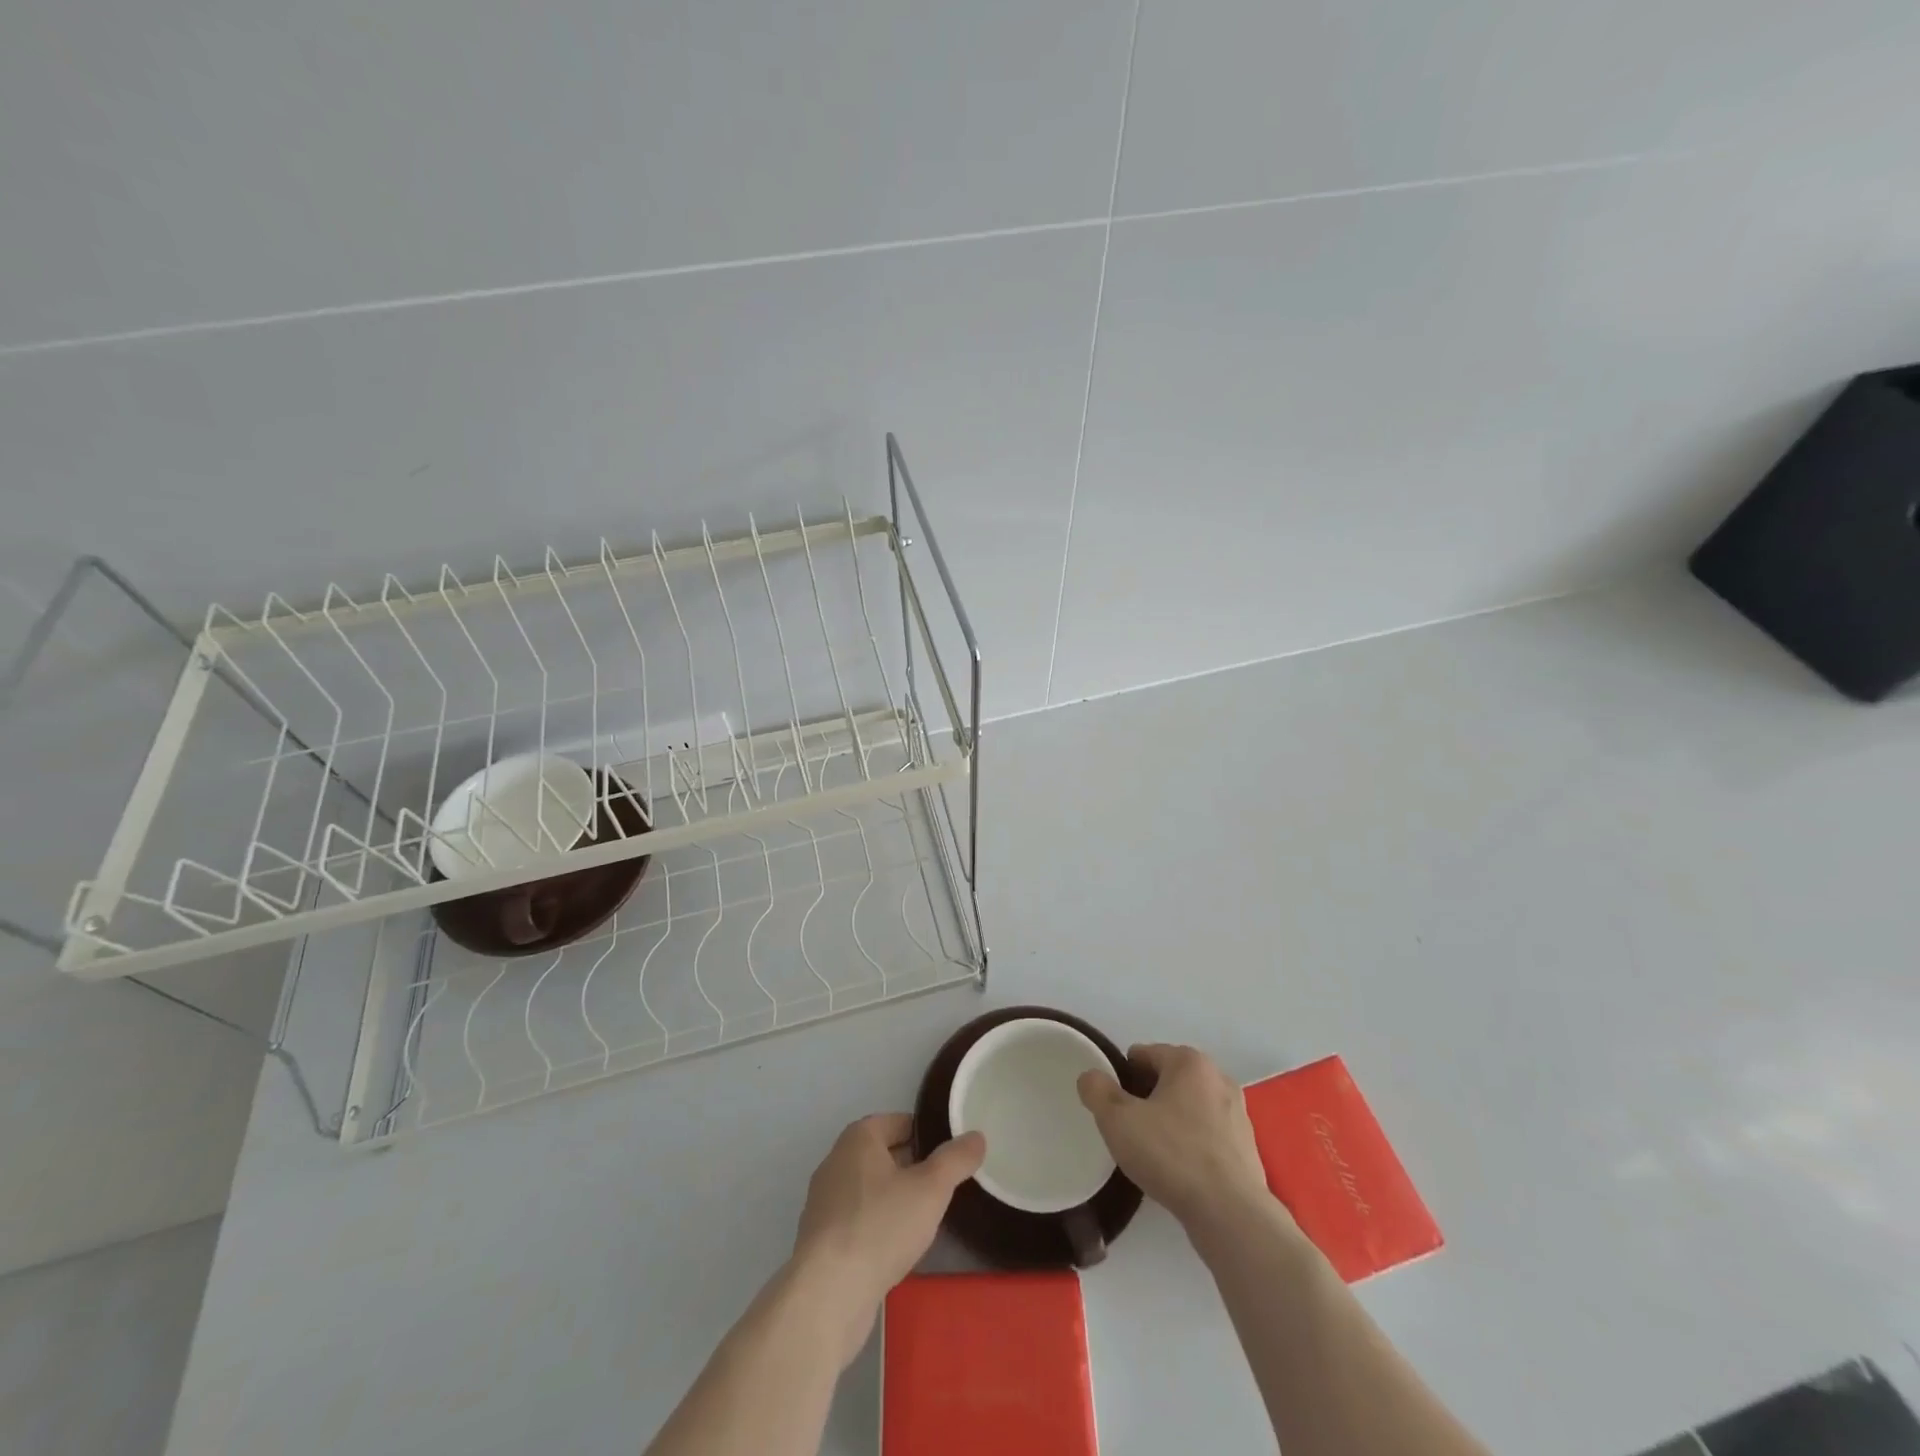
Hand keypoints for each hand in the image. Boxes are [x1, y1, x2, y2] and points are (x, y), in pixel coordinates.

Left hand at [790, 1114, 984, 1361]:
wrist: (828, 1294)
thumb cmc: (881, 1226)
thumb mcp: (931, 1189)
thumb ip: (956, 1160)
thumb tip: (977, 1136)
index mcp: (858, 1137)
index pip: (899, 1122)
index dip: (927, 1135)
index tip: (950, 1155)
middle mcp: (836, 1160)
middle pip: (883, 1154)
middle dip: (912, 1167)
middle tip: (942, 1187)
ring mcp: (823, 1201)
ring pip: (869, 1188)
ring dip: (893, 1198)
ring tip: (923, 1218)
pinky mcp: (819, 1238)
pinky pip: (856, 1219)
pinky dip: (876, 1225)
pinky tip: (894, 1248)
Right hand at [1077, 1044, 1275, 1231]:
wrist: (1230, 1214)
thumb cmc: (1171, 1155)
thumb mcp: (1117, 1120)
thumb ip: (1097, 1091)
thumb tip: (1091, 1077)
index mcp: (1189, 1061)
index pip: (1143, 1055)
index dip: (1122, 1078)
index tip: (1114, 1108)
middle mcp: (1218, 1077)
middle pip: (1167, 1079)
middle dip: (1146, 1098)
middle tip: (1130, 1130)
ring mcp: (1237, 1113)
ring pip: (1189, 1107)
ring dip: (1169, 1121)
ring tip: (1153, 1154)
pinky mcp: (1246, 1147)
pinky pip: (1207, 1134)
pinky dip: (1191, 1144)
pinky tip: (1179, 1171)